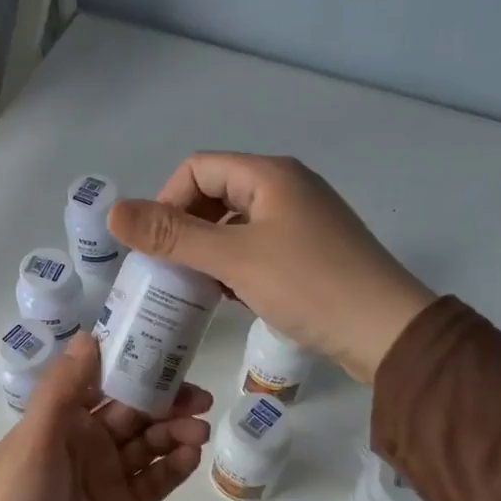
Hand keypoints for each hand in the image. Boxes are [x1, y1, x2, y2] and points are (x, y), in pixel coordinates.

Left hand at [0, 333, 211, 500]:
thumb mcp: (35, 441)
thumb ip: (63, 390)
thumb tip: (90, 336)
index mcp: (61, 422)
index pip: (105, 384)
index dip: (136, 368)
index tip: (170, 354)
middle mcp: (86, 445)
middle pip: (134, 414)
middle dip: (167, 402)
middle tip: (200, 399)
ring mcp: (106, 480)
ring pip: (149, 446)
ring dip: (175, 433)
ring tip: (199, 431)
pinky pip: (153, 483)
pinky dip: (173, 467)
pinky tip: (191, 456)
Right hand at [109, 154, 433, 382]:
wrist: (386, 331)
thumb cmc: (308, 285)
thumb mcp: (234, 258)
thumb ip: (173, 235)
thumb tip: (114, 212)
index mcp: (269, 175)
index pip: (198, 169)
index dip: (167, 202)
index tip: (155, 247)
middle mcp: (287, 188)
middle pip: (217, 194)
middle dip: (185, 228)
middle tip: (168, 269)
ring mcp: (303, 221)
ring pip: (237, 224)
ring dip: (209, 250)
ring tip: (194, 287)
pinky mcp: (312, 253)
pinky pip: (259, 248)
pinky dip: (235, 266)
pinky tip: (229, 296)